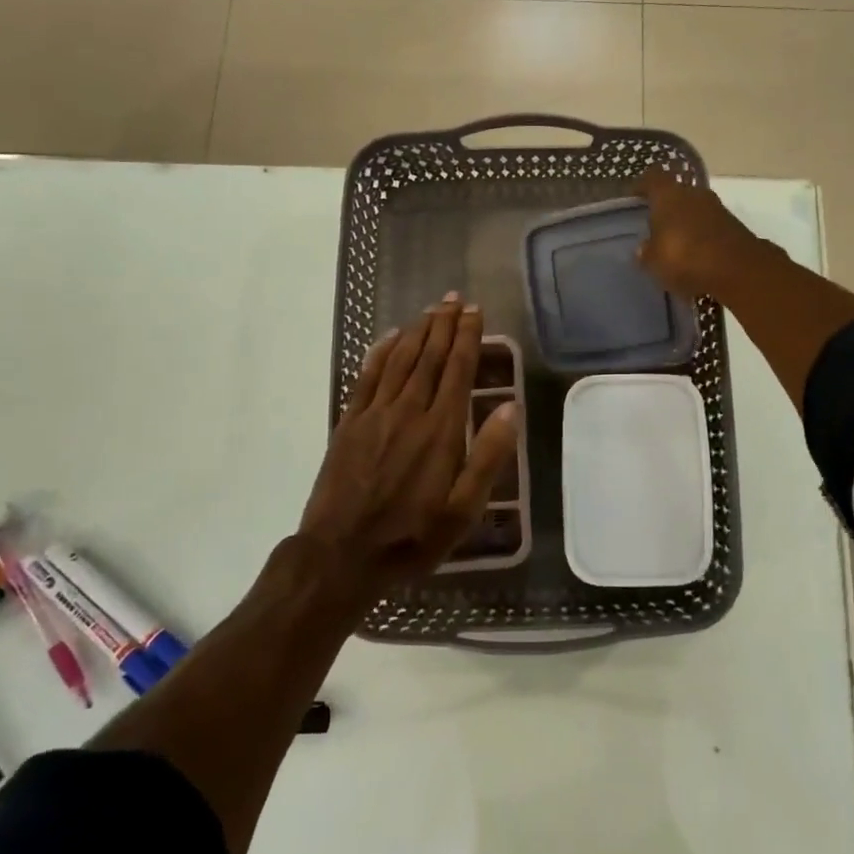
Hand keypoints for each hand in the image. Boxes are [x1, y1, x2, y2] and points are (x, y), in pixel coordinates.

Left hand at [300, 294, 519, 593]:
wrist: (341, 555)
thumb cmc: (412, 536)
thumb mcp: (464, 509)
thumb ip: (488, 455)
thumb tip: (512, 406)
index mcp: (441, 430)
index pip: (458, 370)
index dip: (468, 337)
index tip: (475, 311)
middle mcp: (409, 411)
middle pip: (430, 357)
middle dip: (444, 324)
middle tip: (454, 299)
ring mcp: (375, 414)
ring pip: (400, 360)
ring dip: (417, 331)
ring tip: (431, 310)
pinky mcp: (349, 422)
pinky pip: (367, 376)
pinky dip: (381, 352)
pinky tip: (390, 337)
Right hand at [634, 166, 775, 301]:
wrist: (740, 270)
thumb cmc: (686, 258)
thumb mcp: (654, 262)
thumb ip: (646, 253)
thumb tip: (643, 248)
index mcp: (669, 195)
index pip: (652, 177)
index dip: (641, 186)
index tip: (633, 198)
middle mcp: (693, 194)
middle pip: (675, 193)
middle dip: (665, 207)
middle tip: (652, 225)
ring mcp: (717, 208)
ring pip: (694, 209)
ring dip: (685, 222)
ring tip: (673, 243)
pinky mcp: (734, 226)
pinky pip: (709, 226)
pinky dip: (701, 236)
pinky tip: (694, 254)